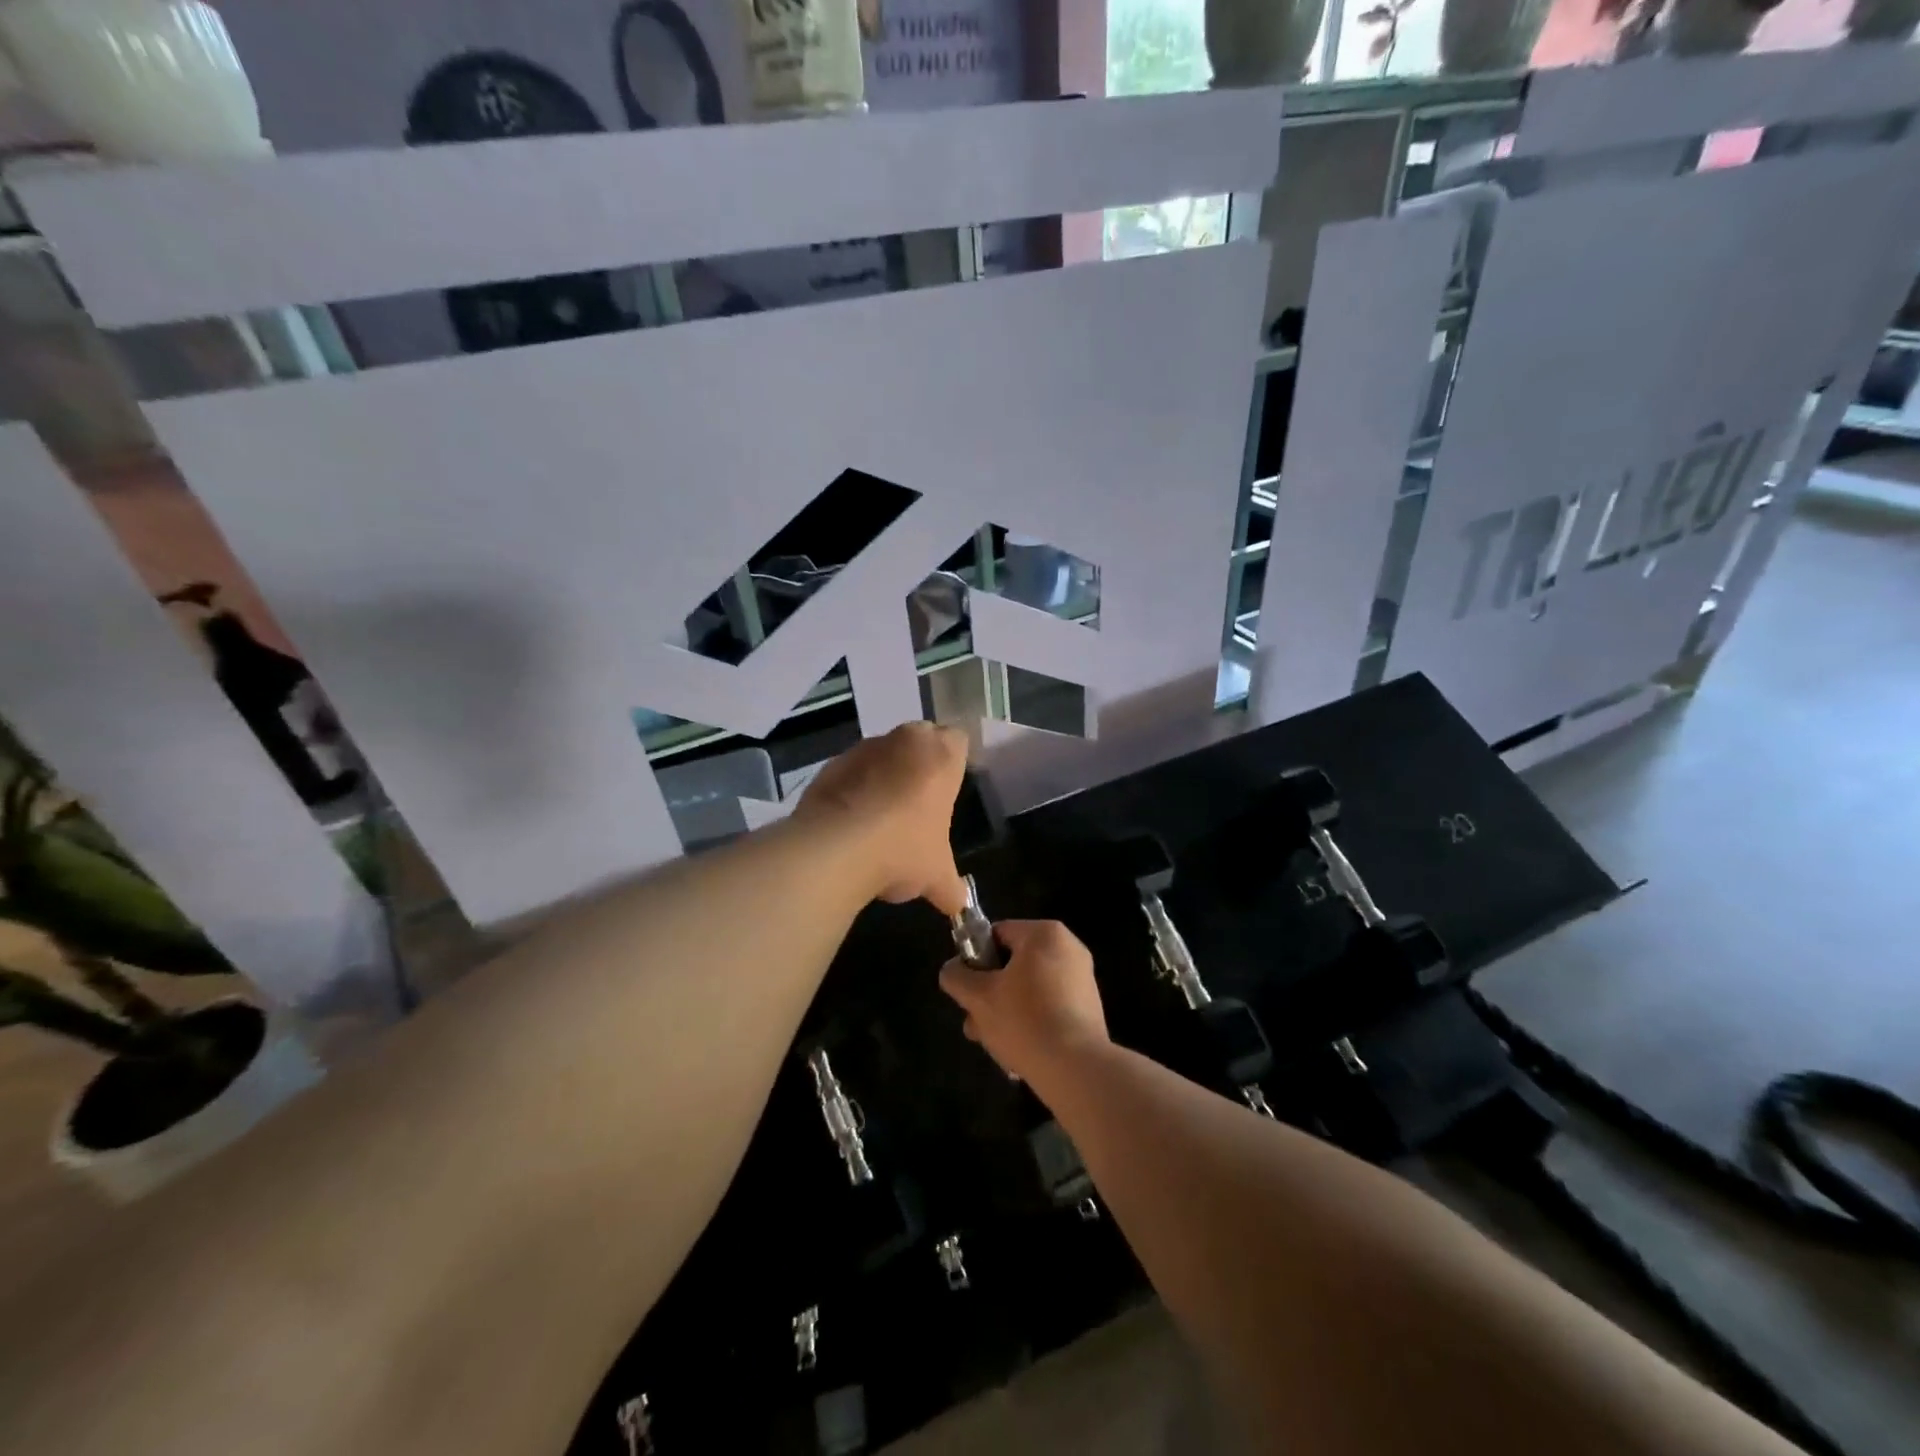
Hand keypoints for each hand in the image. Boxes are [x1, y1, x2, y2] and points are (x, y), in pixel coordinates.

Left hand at [794, 721, 970, 915]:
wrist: (834, 850)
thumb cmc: (903, 849)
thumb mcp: (937, 875)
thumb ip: (952, 886)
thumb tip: (958, 904)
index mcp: (941, 754)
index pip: (958, 741)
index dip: (954, 764)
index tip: (949, 790)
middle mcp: (904, 740)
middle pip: (918, 742)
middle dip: (918, 767)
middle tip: (918, 806)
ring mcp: (863, 749)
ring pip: (881, 755)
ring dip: (883, 777)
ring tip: (881, 821)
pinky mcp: (830, 766)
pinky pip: (850, 773)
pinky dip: (853, 790)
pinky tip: (852, 826)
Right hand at [938, 920, 1110, 1084]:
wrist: (1076, 1070)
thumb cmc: (1024, 1021)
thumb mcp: (978, 997)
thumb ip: (957, 977)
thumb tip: (952, 970)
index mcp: (1044, 934)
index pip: (997, 934)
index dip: (974, 960)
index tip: (968, 990)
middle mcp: (1068, 949)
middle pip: (1013, 964)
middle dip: (989, 994)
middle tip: (975, 1023)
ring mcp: (1082, 979)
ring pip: (1029, 989)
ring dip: (1005, 1012)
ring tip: (992, 1044)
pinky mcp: (1088, 1008)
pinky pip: (1049, 1007)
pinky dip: (1031, 1023)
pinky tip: (1017, 1051)